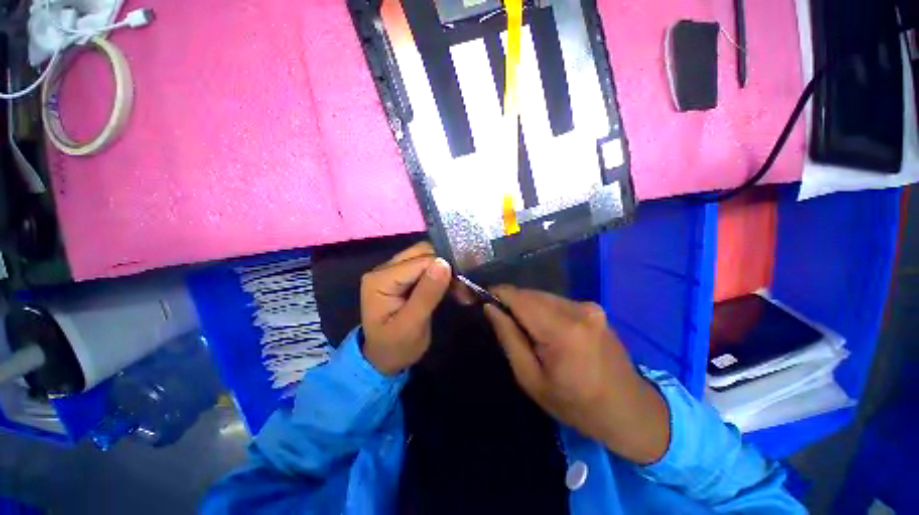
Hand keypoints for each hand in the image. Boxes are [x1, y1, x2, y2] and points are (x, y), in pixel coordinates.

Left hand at [360, 242, 451, 374]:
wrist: (384, 359)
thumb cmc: (396, 347)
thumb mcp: (412, 325)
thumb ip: (426, 294)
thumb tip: (444, 263)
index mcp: (381, 279)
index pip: (419, 262)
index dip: (444, 269)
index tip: (463, 287)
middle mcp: (384, 268)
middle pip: (422, 253)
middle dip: (446, 266)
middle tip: (463, 288)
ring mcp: (393, 270)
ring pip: (426, 256)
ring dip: (445, 270)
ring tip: (460, 290)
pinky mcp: (403, 276)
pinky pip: (425, 265)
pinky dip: (441, 274)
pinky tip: (452, 287)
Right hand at [484, 286, 669, 464]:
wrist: (630, 410)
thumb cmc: (576, 404)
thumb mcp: (531, 379)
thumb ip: (509, 337)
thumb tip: (490, 308)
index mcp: (562, 330)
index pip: (519, 297)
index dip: (497, 293)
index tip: (482, 298)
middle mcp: (577, 309)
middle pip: (531, 293)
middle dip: (511, 301)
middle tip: (501, 319)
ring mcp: (589, 306)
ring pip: (543, 295)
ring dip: (527, 305)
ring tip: (523, 328)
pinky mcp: (594, 307)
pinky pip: (556, 301)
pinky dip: (543, 308)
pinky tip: (544, 328)